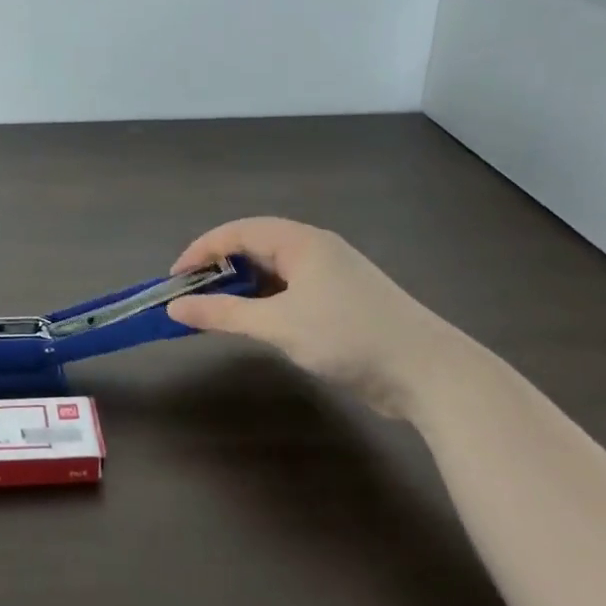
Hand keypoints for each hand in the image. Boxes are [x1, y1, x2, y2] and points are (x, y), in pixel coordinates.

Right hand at [166, 217, 470, 418]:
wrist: (430, 373)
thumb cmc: (348, 336)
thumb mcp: (278, 325)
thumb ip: (223, 314)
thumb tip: (174, 309)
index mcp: (301, 241)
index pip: (238, 231)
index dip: (201, 250)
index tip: (175, 279)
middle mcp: (315, 249)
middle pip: (254, 245)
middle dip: (219, 267)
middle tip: (191, 294)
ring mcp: (332, 274)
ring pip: (273, 269)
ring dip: (242, 285)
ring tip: (216, 309)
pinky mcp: (343, 300)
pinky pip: (290, 288)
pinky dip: (265, 300)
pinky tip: (255, 321)